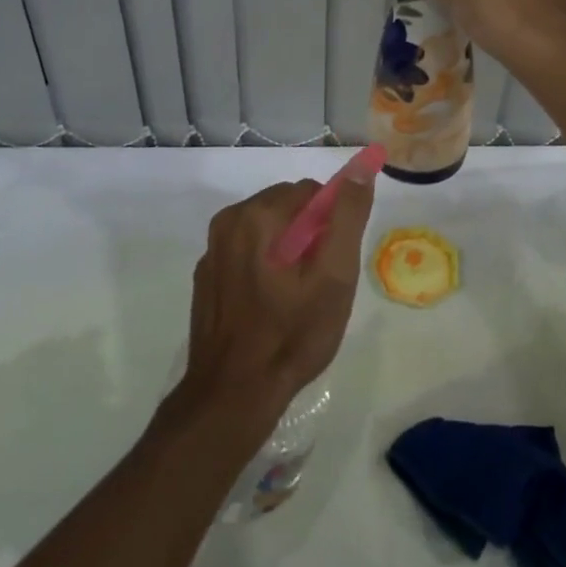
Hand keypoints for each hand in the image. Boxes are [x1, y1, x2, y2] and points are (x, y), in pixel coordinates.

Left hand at [177, 175, 374, 429]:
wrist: (232, 398)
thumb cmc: (291, 335)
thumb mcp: (334, 276)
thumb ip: (348, 216)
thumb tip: (360, 169)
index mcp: (256, 215)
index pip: (310, 192)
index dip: (331, 224)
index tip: (333, 262)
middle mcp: (228, 221)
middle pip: (287, 207)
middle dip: (309, 235)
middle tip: (319, 282)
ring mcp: (212, 251)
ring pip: (267, 230)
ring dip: (287, 251)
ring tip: (296, 298)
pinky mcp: (206, 277)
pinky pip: (246, 254)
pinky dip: (264, 267)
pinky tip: (270, 307)